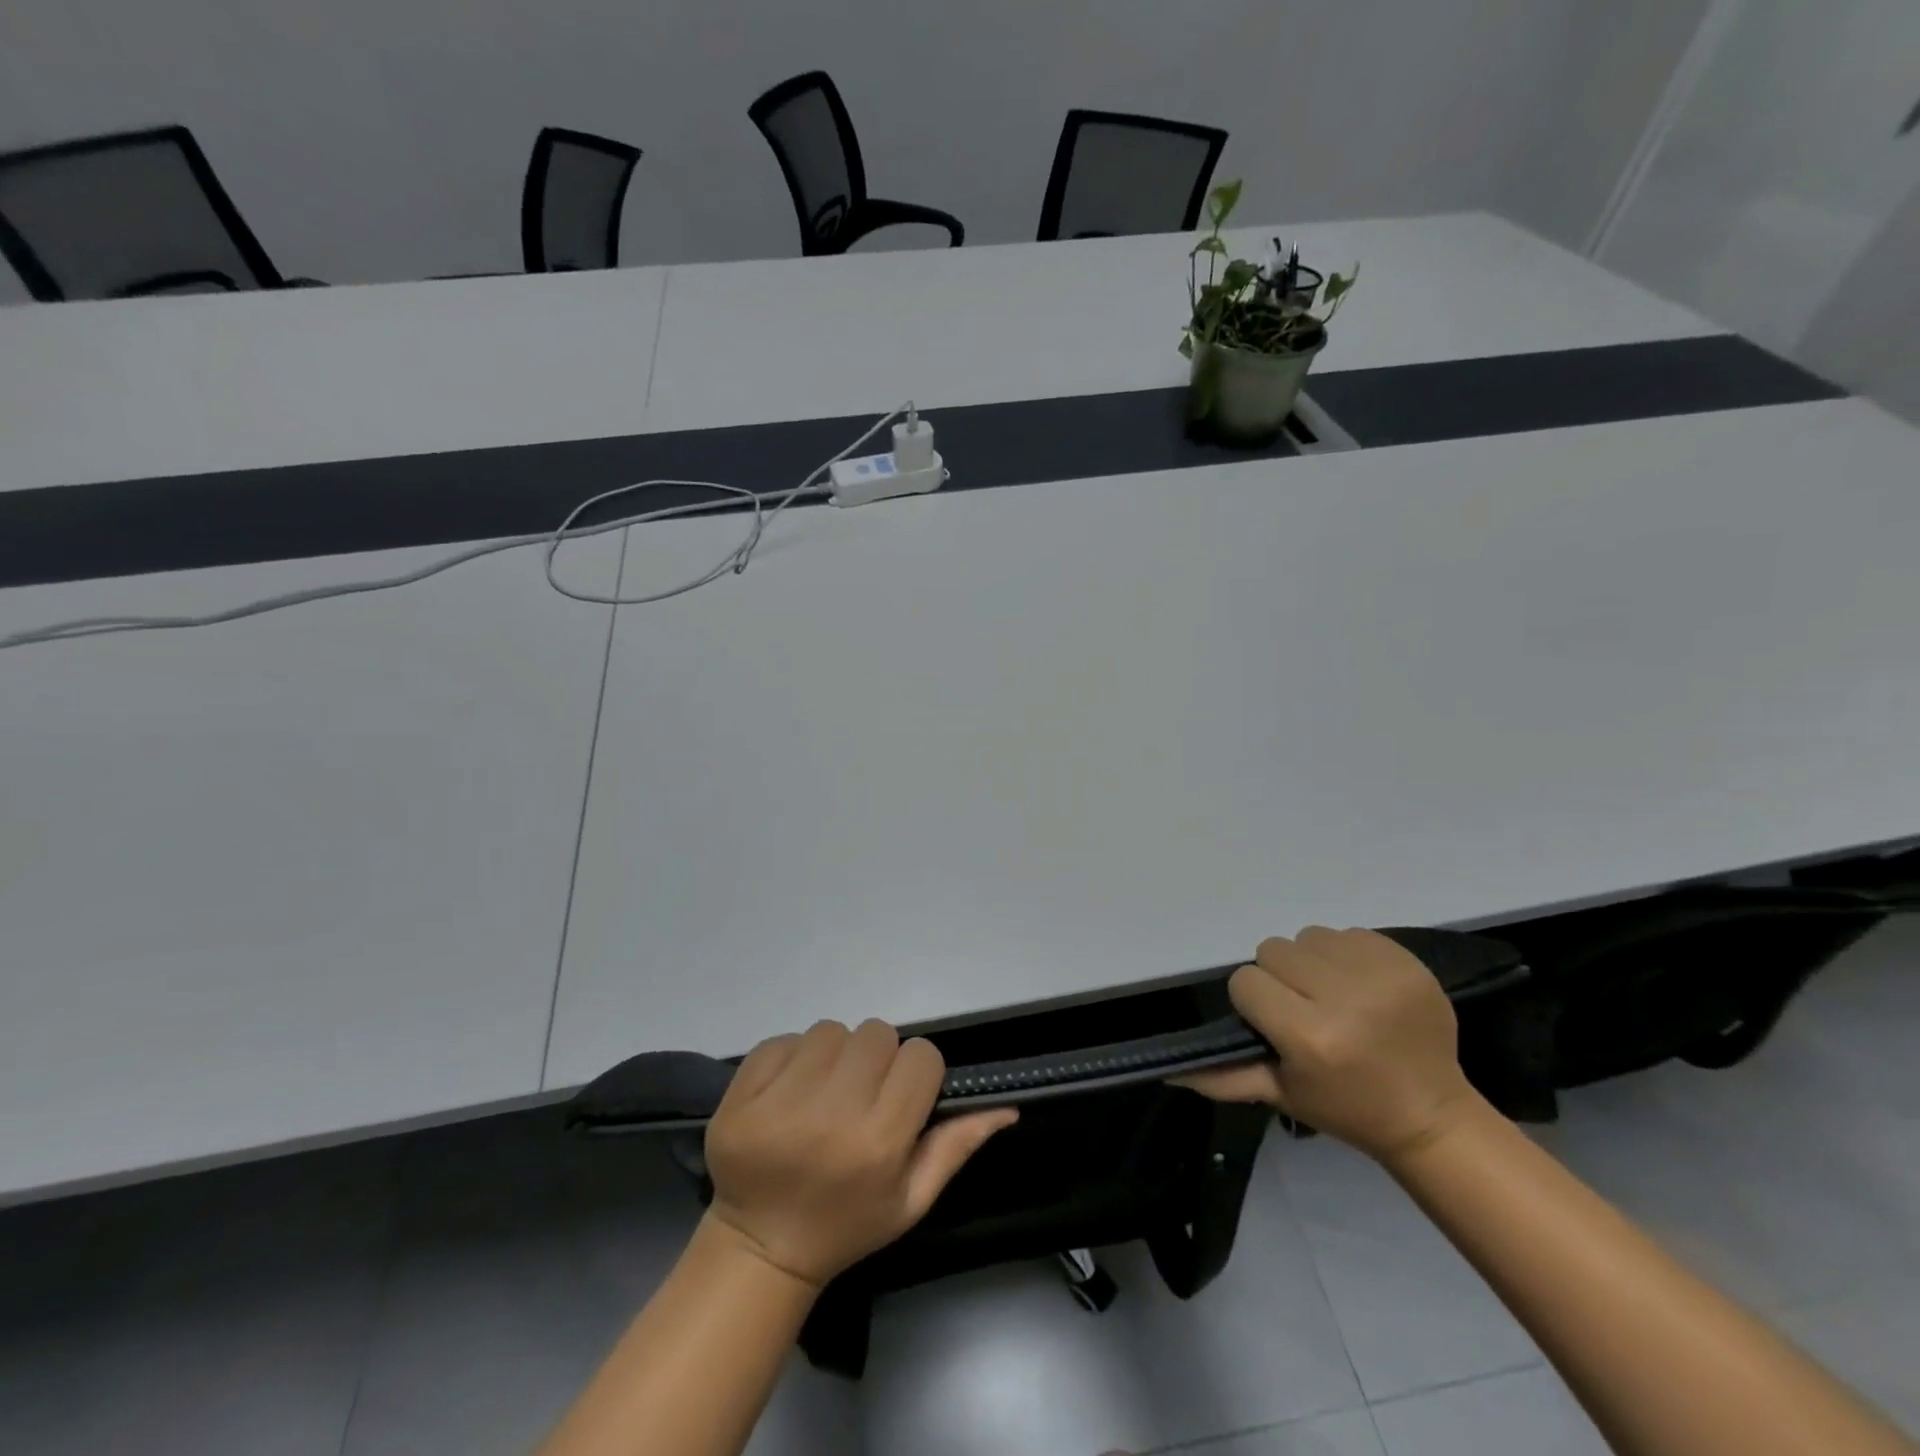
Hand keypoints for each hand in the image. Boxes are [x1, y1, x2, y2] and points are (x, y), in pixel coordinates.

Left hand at [703, 1019, 1017, 1288]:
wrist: (761, 1248)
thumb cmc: (848, 1224)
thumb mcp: (912, 1199)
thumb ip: (957, 1146)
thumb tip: (1007, 1106)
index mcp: (879, 1142)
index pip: (920, 1057)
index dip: (916, 1072)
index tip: (901, 1095)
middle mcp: (832, 1115)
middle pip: (876, 1033)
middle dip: (876, 1058)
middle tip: (860, 1093)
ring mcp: (779, 1104)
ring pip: (830, 1031)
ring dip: (834, 1054)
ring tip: (823, 1093)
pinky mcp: (741, 1097)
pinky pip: (782, 1041)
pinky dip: (791, 1058)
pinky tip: (788, 1094)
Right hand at [1176, 927, 1477, 1164]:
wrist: (1432, 1114)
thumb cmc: (1348, 1108)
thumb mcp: (1281, 1094)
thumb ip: (1224, 1077)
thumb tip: (1169, 1072)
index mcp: (1310, 1036)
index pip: (1246, 981)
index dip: (1254, 1003)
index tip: (1276, 1025)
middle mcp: (1343, 998)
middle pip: (1273, 951)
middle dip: (1281, 978)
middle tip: (1305, 1008)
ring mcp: (1379, 975)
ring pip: (1308, 936)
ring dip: (1312, 961)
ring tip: (1334, 995)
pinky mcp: (1405, 960)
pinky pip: (1347, 933)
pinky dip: (1345, 954)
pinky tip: (1361, 986)